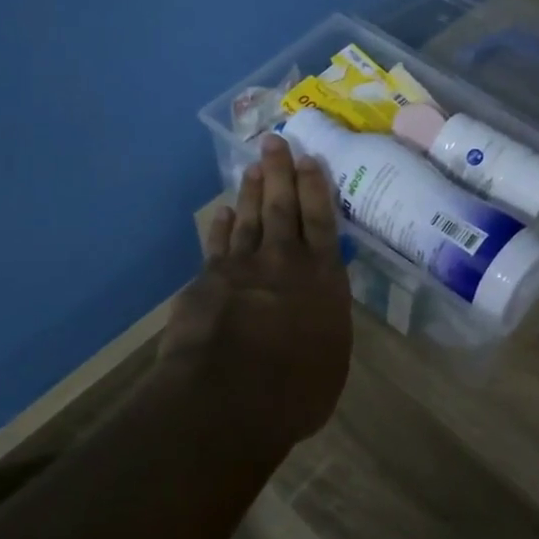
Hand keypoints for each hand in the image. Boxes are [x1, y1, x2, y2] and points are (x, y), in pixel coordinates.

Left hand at [158, 134, 353, 448]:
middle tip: (275, 141)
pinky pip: (217, 244)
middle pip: (284, 208)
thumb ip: (325, 326)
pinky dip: (221, 226)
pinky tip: (223, 211)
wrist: (228, 397)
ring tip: (254, 167)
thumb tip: (318, 314)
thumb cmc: (296, 390)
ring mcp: (242, 268)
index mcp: (324, 280)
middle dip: (281, 173)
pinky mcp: (208, 281)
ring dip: (253, 191)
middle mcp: (285, 263)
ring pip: (251, 218)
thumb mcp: (331, 360)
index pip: (322, 223)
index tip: (311, 160)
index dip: (316, 189)